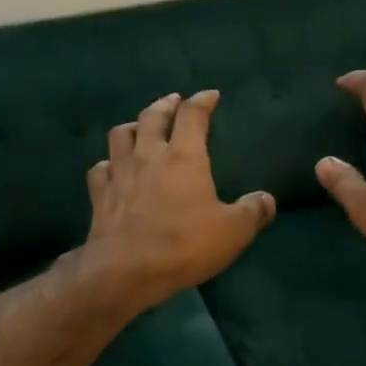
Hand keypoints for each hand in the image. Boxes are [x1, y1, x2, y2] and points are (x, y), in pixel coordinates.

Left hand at [83, 89, 274, 310]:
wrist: (125, 270)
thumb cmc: (183, 244)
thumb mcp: (232, 232)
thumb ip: (252, 212)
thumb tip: (266, 200)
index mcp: (184, 156)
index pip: (193, 115)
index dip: (202, 101)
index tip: (210, 96)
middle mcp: (149, 154)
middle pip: (153, 116)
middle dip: (165, 104)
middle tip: (173, 101)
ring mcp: (119, 172)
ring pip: (120, 134)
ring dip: (132, 125)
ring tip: (139, 127)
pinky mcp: (99, 194)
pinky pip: (100, 168)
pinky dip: (108, 163)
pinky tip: (112, 168)